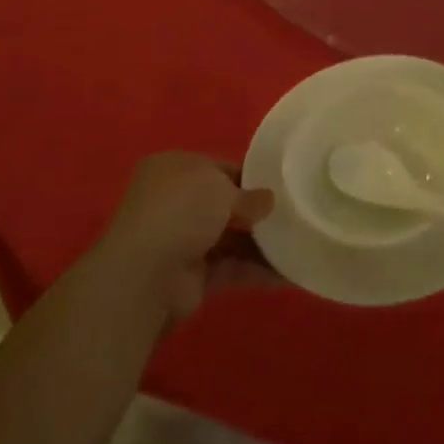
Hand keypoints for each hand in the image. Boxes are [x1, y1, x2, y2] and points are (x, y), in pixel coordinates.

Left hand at [100, 153, 276, 322]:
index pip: (217, 168)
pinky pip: (231, 267)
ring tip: (299, 240)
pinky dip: (257, 269)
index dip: (248, 175)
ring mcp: (181, 241)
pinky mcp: (191, 276)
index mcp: (174, 169)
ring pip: (230, 237)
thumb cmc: (181, 211)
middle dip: (256, 211)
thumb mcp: (221, 187)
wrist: (145, 276)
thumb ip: (249, 195)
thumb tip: (268, 201)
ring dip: (261, 242)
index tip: (279, 184)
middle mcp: (174, 202)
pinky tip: (288, 271)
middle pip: (224, 204)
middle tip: (293, 212)